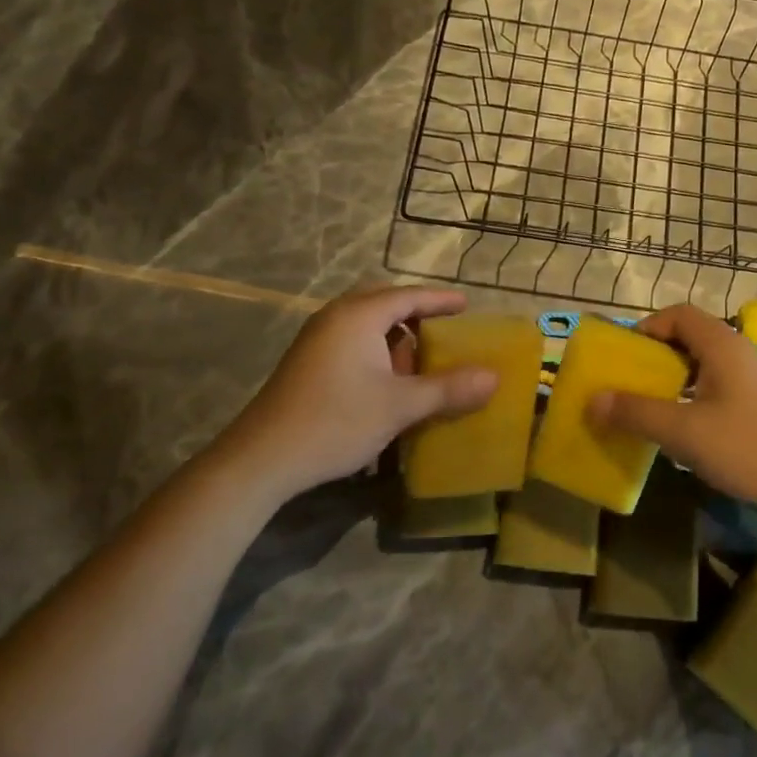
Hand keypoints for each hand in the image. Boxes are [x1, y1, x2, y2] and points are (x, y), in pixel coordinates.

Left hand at [206, 287, 498, 502]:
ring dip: (394, 338)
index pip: (408, 296)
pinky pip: (351, 341)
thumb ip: (448, 389)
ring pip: (365, 325)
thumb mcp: (400, 406)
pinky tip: (385, 383)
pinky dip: (375, 351)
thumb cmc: (335, 421)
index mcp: (358, 316)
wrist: (261, 459)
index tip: (466, 304)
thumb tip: (494, 378)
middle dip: (415, 316)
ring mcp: (316, 340)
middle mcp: (335, 318)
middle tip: (443, 331)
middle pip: (384, 304)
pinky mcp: (306, 362)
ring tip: (417, 364)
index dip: (440, 300)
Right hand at [588, 304, 756, 525]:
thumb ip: (636, 412)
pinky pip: (719, 384)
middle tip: (632, 384)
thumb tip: (593, 399)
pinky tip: (688, 427)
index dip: (647, 328)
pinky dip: (695, 394)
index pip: (678, 314)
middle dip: (656, 356)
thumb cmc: (748, 449)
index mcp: (722, 345)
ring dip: (675, 377)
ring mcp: (755, 377)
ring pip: (705, 363)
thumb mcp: (684, 432)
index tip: (625, 357)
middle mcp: (740, 351)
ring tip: (653, 407)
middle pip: (690, 336)